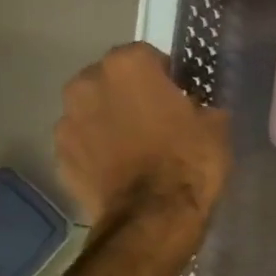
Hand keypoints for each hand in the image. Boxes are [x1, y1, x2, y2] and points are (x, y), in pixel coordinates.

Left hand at [54, 44, 229, 239]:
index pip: (148, 57)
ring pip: (92, 112)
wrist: (153, 218)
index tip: (179, 99)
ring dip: (108, 122)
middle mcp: (87, 82)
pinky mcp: (60, 156)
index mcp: (128, 65)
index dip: (165, 77)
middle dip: (130, 96)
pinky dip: (96, 153)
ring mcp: (67, 120)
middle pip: (111, 81)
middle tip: (155, 123)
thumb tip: (192, 107)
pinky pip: (82, 145)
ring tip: (134, 150)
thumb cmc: (189, 161)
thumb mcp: (215, 125)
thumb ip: (198, 104)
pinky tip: (118, 172)